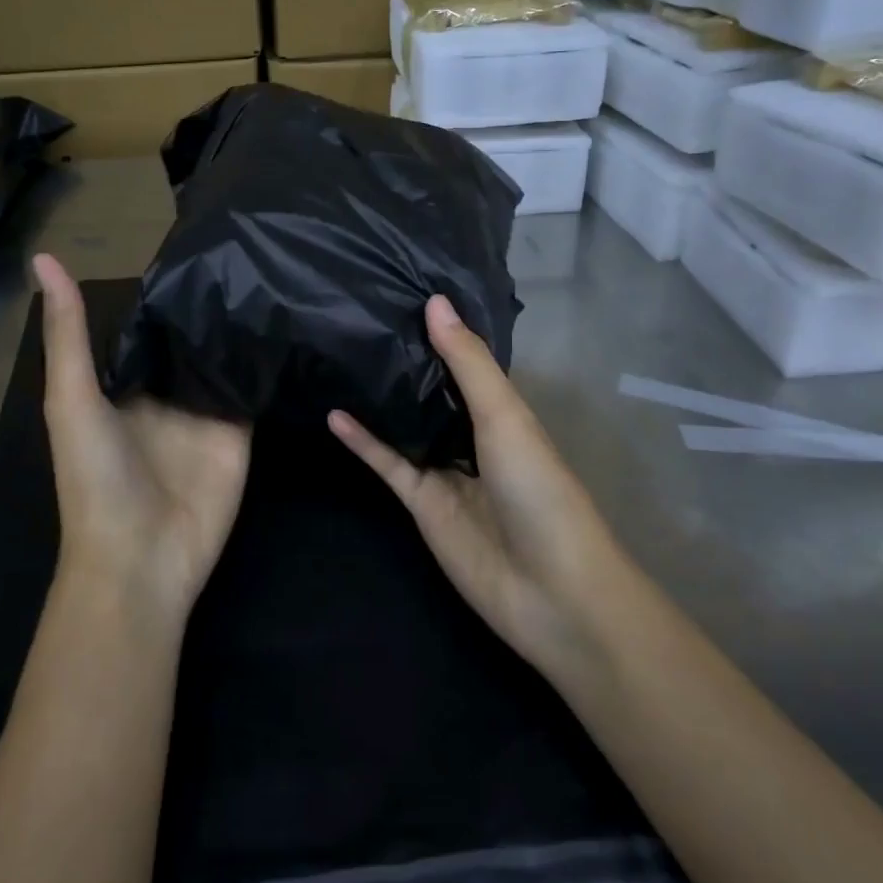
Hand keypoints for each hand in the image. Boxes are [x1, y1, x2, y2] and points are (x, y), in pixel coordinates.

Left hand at [34, 254, 251, 622]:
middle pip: (190, 339)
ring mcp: (206, 411)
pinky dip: (265, 360)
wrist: (141, 559)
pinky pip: (253, 387)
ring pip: (225, 357)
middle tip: (242, 250)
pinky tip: (287, 318)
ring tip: (271, 269)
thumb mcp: (71, 399)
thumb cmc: (95, 478)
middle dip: (209, 303)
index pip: (149, 327)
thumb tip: (43, 257)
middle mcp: (166, 392)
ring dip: (240, 325)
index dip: (165, 291)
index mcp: (125, 384)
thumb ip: (67, 333)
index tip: (193, 245)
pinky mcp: (239, 430)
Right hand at [329, 296, 628, 692]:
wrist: (549, 591)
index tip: (404, 290)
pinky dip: (363, 441)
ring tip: (343, 355)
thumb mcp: (505, 416)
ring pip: (407, 425)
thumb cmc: (539, 490)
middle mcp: (472, 435)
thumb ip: (468, 363)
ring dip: (381, 397)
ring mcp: (445, 470)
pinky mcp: (421, 503)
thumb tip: (434, 302)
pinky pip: (388, 464)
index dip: (441, 330)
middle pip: (433, 391)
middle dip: (406, 359)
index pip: (467, 361)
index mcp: (503, 411)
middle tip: (362, 316)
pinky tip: (334, 414)